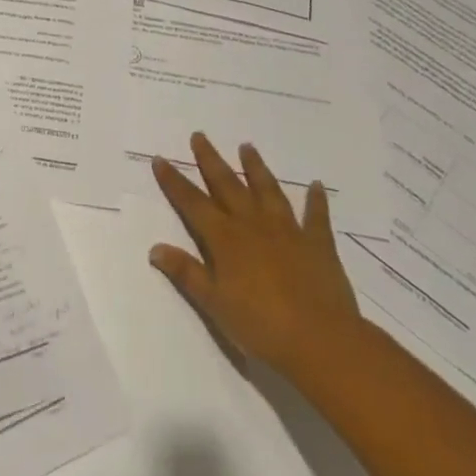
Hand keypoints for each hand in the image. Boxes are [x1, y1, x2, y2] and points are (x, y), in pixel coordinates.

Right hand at [149, 133, 361, 375]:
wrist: (321, 340)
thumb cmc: (261, 326)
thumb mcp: (214, 303)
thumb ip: (186, 273)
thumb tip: (155, 248)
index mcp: (225, 239)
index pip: (193, 203)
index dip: (174, 181)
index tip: (160, 158)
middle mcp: (253, 225)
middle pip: (227, 185)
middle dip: (210, 160)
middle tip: (200, 135)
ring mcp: (288, 231)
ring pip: (267, 190)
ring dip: (256, 168)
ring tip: (247, 146)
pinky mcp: (318, 244)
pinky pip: (316, 216)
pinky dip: (316, 200)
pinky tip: (316, 185)